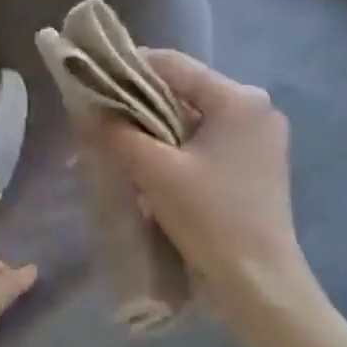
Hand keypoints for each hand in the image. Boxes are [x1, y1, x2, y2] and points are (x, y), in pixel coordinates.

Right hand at [92, 50, 317, 331]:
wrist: (258, 282)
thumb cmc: (210, 217)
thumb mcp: (155, 171)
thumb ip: (117, 133)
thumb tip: (87, 111)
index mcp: (239, 99)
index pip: (173, 65)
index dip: (127, 68)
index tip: (90, 83)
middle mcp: (255, 109)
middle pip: (183, 91)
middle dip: (138, 103)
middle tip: (99, 119)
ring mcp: (259, 138)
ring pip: (192, 118)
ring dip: (154, 127)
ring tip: (117, 142)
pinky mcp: (255, 164)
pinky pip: (205, 141)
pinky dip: (175, 146)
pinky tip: (149, 164)